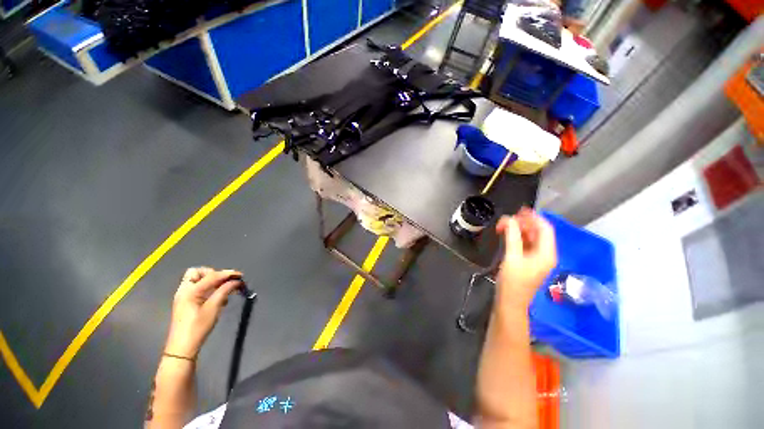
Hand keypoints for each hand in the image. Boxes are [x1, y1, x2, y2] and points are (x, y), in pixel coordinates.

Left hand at [164, 267, 243, 358]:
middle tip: (225, 282)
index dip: (227, 274)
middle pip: (198, 272)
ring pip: (197, 279)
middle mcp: (185, 290)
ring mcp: (184, 296)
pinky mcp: (186, 302)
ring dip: (212, 281)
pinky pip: (197, 287)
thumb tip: (236, 281)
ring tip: (224, 290)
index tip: (240, 276)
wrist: (183, 347)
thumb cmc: (198, 327)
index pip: (211, 275)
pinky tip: (218, 297)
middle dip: (214, 274)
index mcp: (190, 291)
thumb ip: (224, 291)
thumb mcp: (213, 308)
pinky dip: (208, 288)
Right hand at [495, 208, 556, 310]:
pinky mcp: (528, 261)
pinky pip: (525, 244)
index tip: (518, 211)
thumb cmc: (513, 282)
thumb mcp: (512, 258)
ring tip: (503, 226)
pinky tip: (506, 235)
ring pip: (530, 237)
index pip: (545, 229)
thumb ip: (512, 237)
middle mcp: (545, 254)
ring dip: (518, 230)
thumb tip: (509, 219)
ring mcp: (536, 258)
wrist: (510, 302)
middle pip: (538, 232)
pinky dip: (516, 237)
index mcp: (546, 253)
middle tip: (506, 220)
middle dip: (523, 223)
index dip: (533, 218)